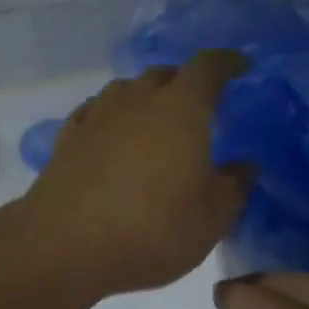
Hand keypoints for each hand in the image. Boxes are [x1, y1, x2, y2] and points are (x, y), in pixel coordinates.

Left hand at [21, 51, 252, 299]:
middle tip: (200, 105)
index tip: (241, 66)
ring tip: (156, 121)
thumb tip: (244, 166)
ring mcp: (98, 115)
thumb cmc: (152, 228)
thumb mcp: (212, 217)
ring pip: (127, 90)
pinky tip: (113, 136)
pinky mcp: (68, 137)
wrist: (64, 246)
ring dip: (146, 97)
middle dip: (186, 82)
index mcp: (181, 108)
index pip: (209, 67)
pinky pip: (97, 112)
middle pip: (165, 74)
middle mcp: (138, 99)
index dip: (228, 62)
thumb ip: (234, 186)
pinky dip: (113, 117)